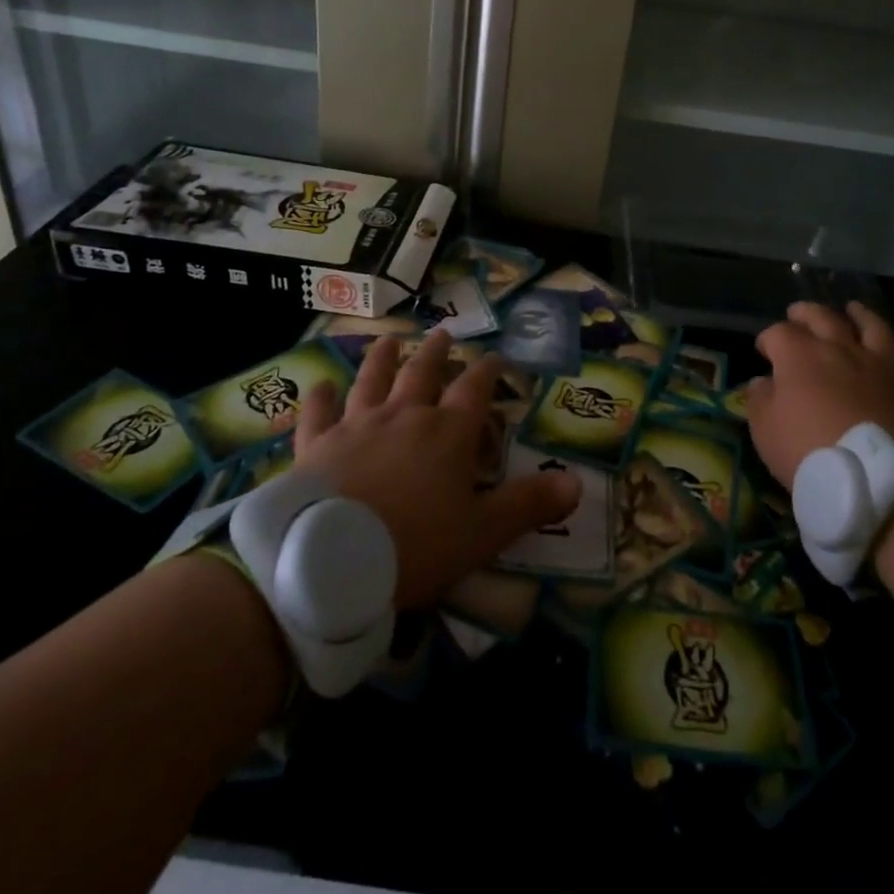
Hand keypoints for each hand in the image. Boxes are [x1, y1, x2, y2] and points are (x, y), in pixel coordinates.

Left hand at [293, 330, 581, 607]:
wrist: (329, 559)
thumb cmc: (415, 545)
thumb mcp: (483, 532)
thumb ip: (528, 505)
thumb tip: (577, 484)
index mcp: (447, 433)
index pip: (474, 391)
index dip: (487, 372)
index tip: (495, 357)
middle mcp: (403, 416)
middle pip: (422, 374)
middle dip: (435, 354)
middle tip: (442, 334)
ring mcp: (356, 426)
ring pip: (371, 381)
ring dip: (381, 359)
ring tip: (389, 340)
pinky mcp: (316, 445)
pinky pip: (318, 414)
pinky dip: (319, 398)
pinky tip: (319, 384)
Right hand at [743, 302, 893, 489]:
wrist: (868, 479)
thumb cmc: (804, 449)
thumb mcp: (763, 427)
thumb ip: (760, 398)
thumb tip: (763, 383)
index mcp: (799, 355)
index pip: (778, 332)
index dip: (767, 339)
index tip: (763, 351)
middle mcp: (840, 349)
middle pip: (823, 317)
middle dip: (806, 313)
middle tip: (798, 314)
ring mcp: (879, 367)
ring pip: (874, 329)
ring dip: (862, 316)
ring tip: (854, 310)